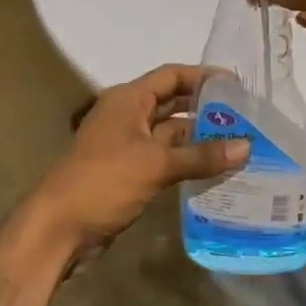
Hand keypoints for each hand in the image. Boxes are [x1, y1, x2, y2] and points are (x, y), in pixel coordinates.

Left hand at [26, 64, 248, 255]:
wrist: (58, 229)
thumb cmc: (104, 181)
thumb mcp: (156, 164)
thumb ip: (202, 155)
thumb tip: (247, 146)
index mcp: (128, 100)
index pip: (171, 76)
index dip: (203, 77)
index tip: (237, 85)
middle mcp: (127, 116)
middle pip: (172, 103)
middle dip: (206, 109)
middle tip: (246, 117)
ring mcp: (127, 146)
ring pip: (170, 134)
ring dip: (199, 139)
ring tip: (240, 144)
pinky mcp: (129, 173)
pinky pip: (165, 159)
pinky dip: (187, 162)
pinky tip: (216, 171)